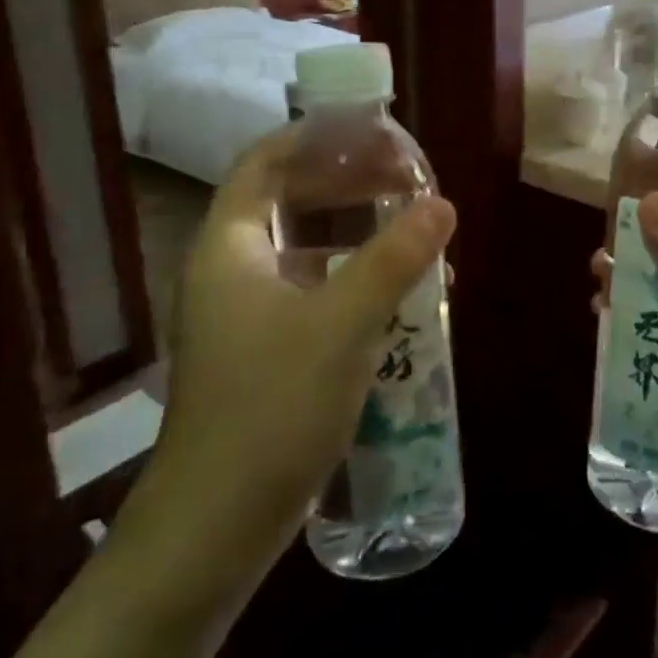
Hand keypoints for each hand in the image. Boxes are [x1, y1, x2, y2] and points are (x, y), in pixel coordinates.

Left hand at [150, 129, 456, 567]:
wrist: (215, 527)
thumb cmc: (271, 408)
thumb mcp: (343, 324)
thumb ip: (394, 258)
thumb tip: (443, 203)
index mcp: (228, 246)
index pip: (265, 163)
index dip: (314, 138)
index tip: (370, 130)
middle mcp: (228, 270)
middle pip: (286, 200)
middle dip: (346, 182)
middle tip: (405, 178)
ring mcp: (241, 314)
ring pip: (302, 249)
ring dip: (355, 233)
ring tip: (411, 230)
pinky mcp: (260, 352)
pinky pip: (309, 291)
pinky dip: (350, 279)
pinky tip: (395, 296)